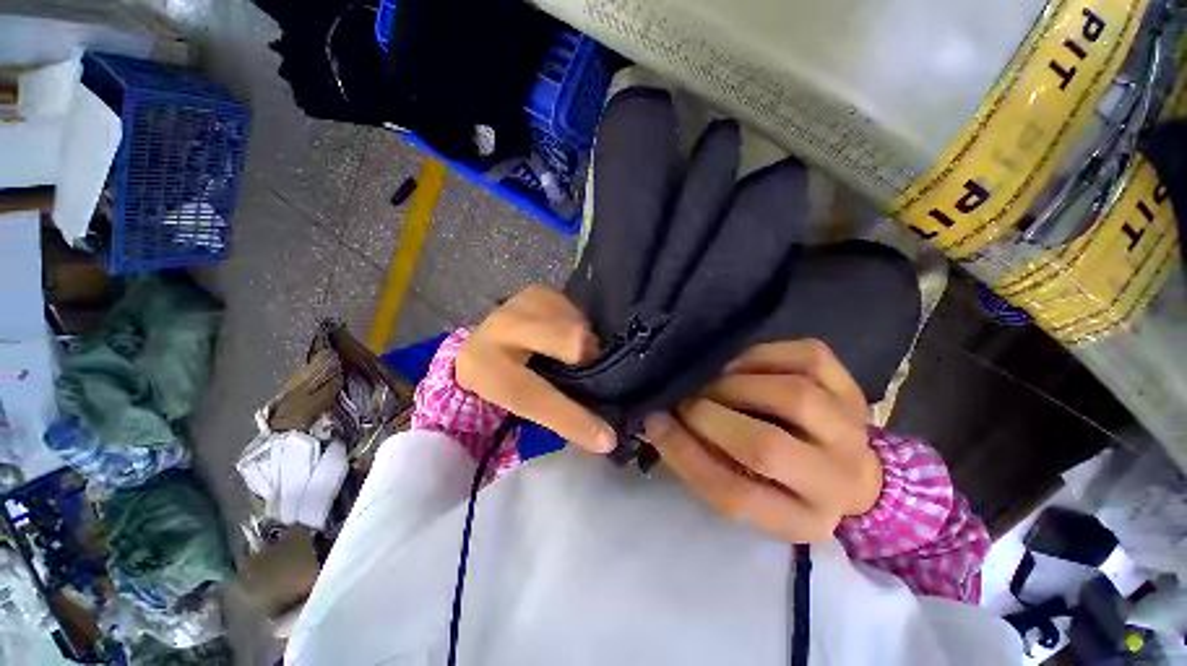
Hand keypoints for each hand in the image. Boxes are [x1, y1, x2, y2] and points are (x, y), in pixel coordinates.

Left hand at [456, 285, 616, 453]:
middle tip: (589, 370)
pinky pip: (577, 311)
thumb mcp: (518, 403)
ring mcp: (521, 303)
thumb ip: (555, 416)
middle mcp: (499, 328)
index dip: (571, 418)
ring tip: (569, 354)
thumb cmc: (504, 378)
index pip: (533, 394)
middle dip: (586, 357)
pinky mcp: (539, 290)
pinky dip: (580, 328)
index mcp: (484, 367)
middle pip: (568, 341)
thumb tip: (605, 438)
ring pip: (578, 324)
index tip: (607, 437)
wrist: (490, 340)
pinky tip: (565, 336)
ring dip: (585, 344)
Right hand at [645, 340, 881, 542]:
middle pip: (766, 447)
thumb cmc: (781, 484)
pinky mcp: (850, 389)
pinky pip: (806, 358)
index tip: (655, 424)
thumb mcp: (745, 492)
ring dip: (735, 385)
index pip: (734, 494)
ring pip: (792, 395)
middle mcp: (835, 479)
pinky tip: (742, 367)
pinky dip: (762, 356)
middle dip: (710, 416)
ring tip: (715, 385)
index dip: (685, 454)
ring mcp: (850, 429)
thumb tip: (659, 424)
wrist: (848, 471)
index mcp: (800, 520)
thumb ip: (704, 463)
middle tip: (685, 403)